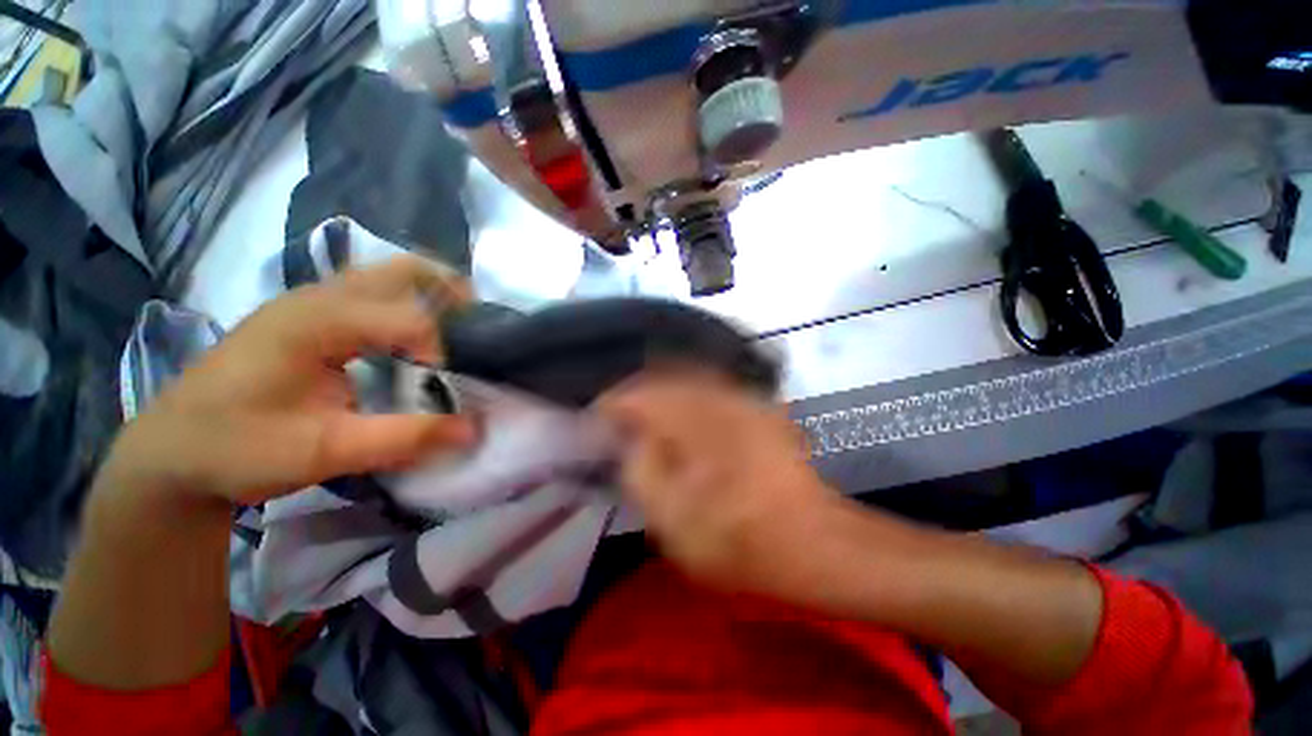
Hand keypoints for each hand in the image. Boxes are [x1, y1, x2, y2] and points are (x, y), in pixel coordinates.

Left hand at [102, 257, 477, 505]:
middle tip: (478, 325)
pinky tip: (413, 338)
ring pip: (387, 275)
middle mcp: (318, 298)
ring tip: (459, 327)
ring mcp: (310, 302)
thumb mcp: (324, 451)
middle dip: (450, 290)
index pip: (409, 318)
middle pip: (402, 269)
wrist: (169, 452)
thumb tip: (474, 429)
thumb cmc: (238, 449)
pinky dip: (407, 304)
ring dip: (430, 293)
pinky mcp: (307, 316)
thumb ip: (405, 437)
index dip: (441, 352)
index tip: (443, 389)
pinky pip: (372, 293)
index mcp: (317, 322)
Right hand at [599, 373, 839, 593]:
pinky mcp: (755, 405)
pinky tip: (680, 417)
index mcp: (694, 423)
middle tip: (617, 418)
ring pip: (684, 377)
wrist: (814, 540)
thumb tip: (630, 438)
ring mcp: (740, 397)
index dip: (609, 405)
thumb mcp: (673, 520)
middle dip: (633, 395)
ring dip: (659, 393)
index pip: (637, 395)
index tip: (594, 420)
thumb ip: (641, 471)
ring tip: (643, 415)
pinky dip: (685, 396)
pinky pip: (708, 387)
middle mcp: (717, 396)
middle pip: (660, 377)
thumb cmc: (740, 540)